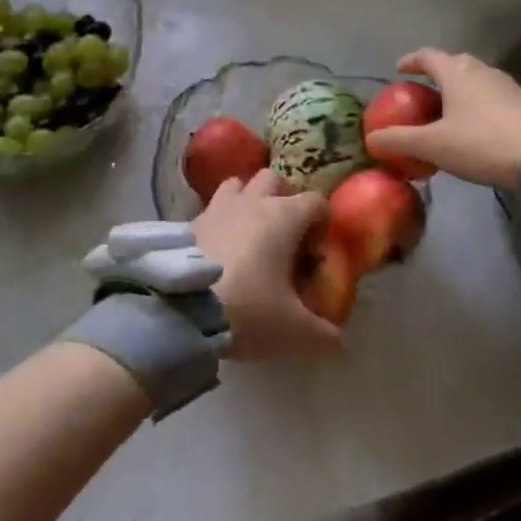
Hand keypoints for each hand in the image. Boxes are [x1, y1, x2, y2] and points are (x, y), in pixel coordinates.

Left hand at [194, 170, 338, 359]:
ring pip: (238, 185)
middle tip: (285, 234)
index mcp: (284, 216)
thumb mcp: (294, 331)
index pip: (316, 201)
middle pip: (274, 179)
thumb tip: (339, 342)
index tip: (314, 257)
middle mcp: (252, 202)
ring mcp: (217, 207)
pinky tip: (218, 250)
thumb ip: (322, 334)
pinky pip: (211, 209)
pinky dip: (219, 221)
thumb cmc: (249, 309)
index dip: (322, 225)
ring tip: (249, 234)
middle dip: (284, 198)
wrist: (182, 310)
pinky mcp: (189, 222)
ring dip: (248, 200)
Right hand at [365, 48, 520, 189]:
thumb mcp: (433, 145)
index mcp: (456, 73)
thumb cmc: (480, 143)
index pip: (428, 56)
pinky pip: (491, 92)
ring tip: (448, 106)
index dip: (411, 60)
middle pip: (454, 62)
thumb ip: (399, 140)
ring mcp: (505, 84)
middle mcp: (481, 70)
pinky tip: (475, 121)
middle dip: (437, 71)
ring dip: (459, 85)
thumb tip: (371, 138)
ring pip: (475, 76)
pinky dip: (477, 99)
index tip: (399, 69)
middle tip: (424, 88)